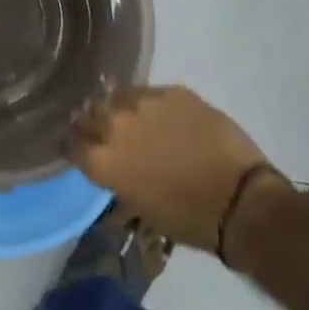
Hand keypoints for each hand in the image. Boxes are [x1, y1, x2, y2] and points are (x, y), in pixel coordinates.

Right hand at [68, 86, 271, 250]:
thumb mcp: (139, 206)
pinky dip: (152, 103)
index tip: (80, 147)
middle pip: (89, 113)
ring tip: (134, 116)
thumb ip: (118, 176)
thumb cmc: (187, 218)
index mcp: (103, 160)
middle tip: (105, 130)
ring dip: (120, 107)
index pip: (70, 143)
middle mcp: (115, 125)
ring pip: (118, 95)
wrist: (239, 199)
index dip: (73, 145)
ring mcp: (145, 103)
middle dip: (92, 121)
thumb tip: (115, 163)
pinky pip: (152, 93)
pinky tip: (166, 115)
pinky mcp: (174, 91)